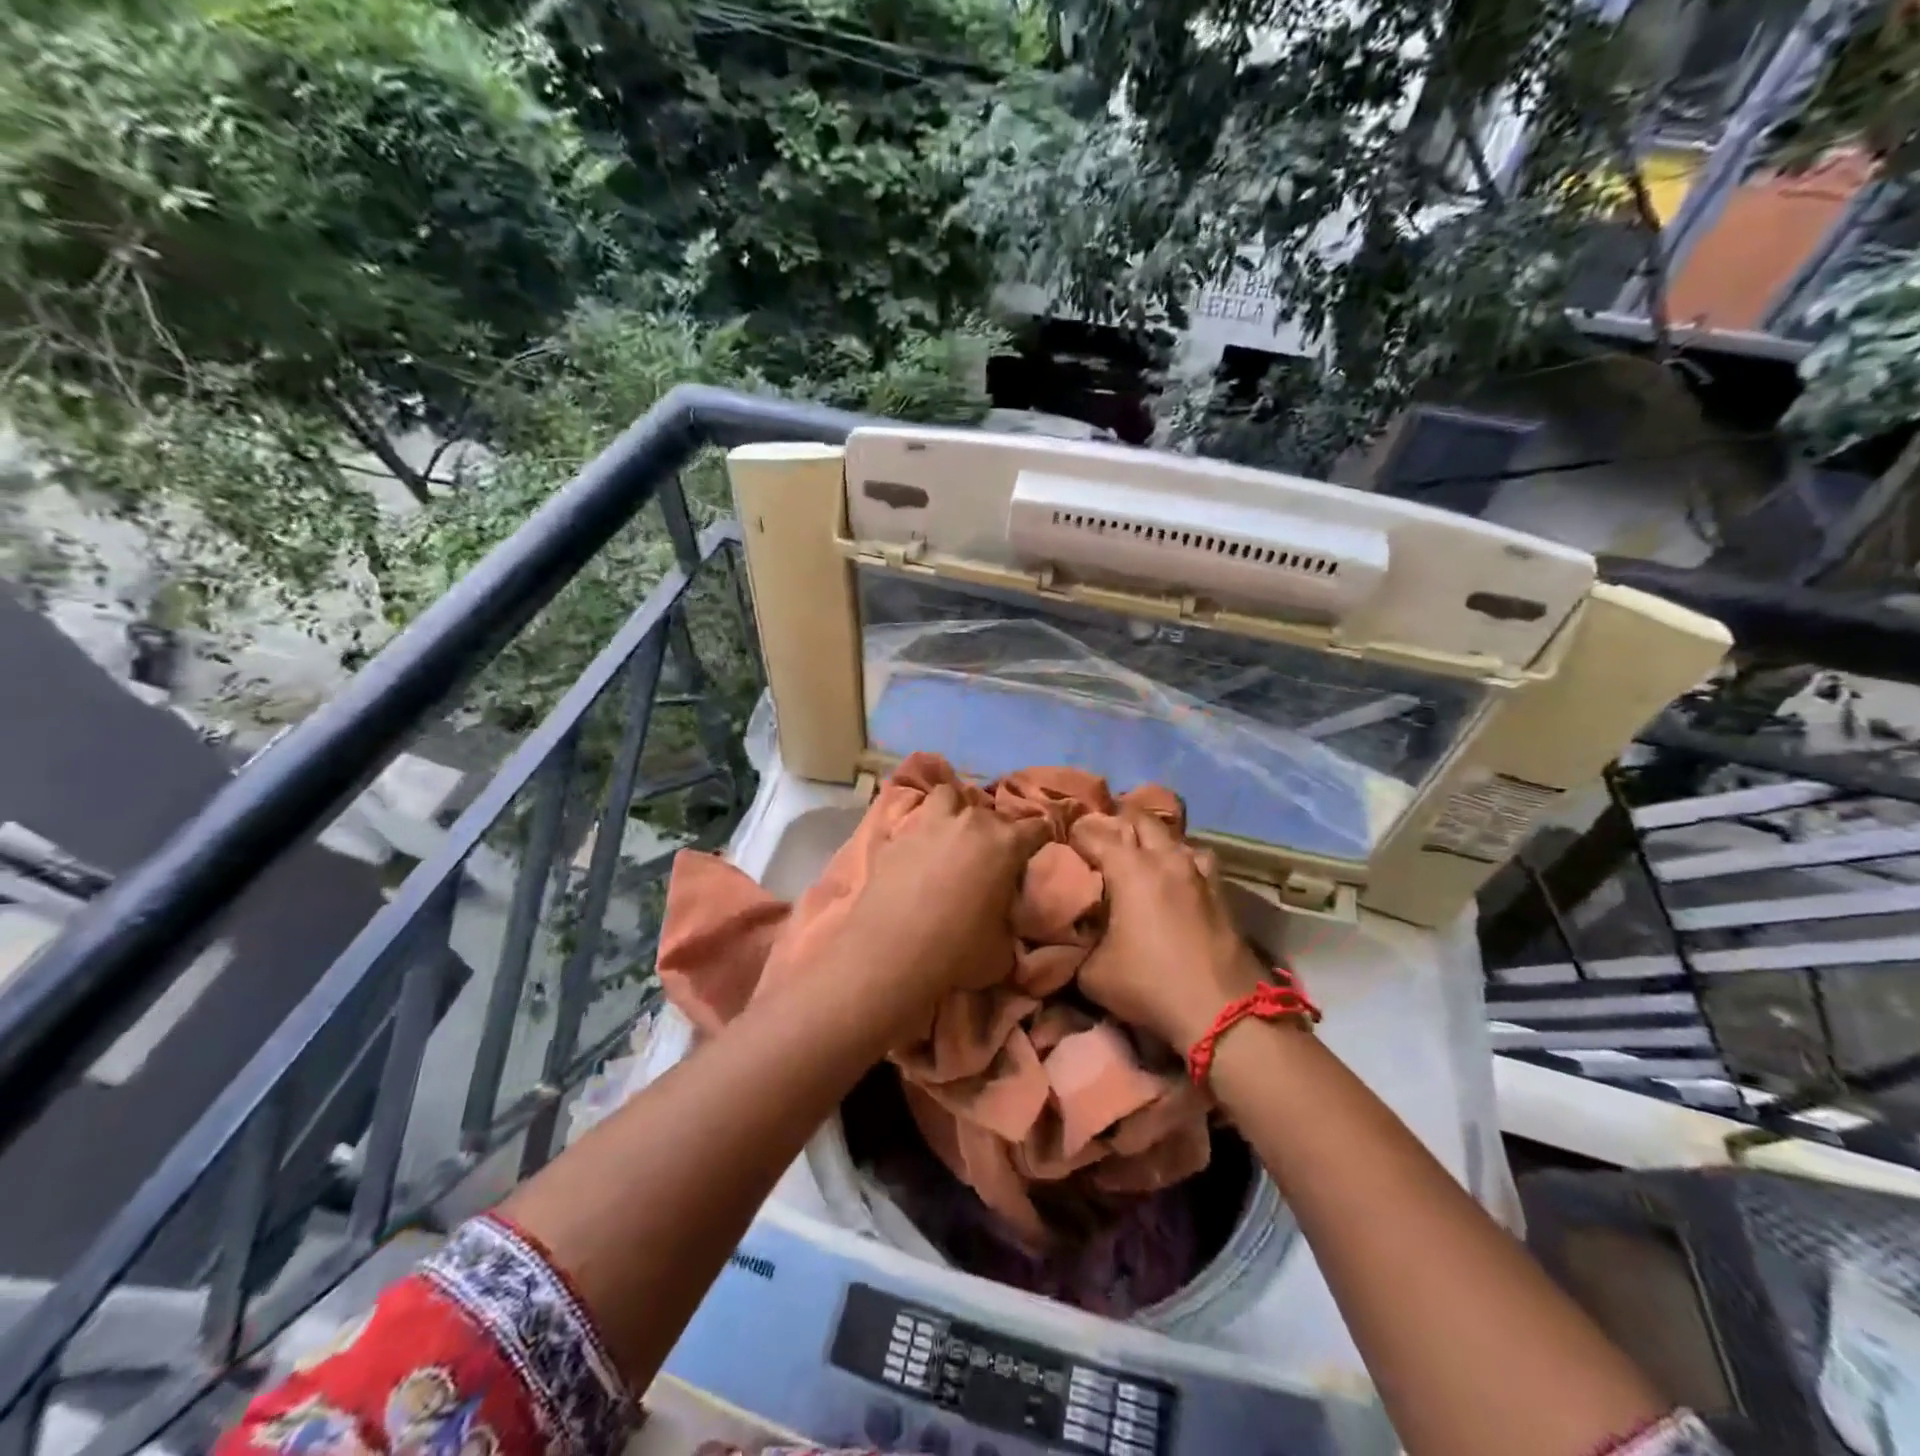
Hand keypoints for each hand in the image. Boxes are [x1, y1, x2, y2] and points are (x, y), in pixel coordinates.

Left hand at [839, 783, 1051, 1000]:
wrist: (892, 954)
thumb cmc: (958, 951)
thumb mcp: (1003, 945)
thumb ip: (1009, 916)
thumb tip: (1004, 914)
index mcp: (1005, 843)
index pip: (1037, 827)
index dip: (1040, 838)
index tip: (1037, 850)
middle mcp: (969, 823)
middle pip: (990, 811)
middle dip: (995, 827)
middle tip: (991, 852)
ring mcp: (927, 824)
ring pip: (947, 795)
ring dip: (954, 808)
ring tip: (952, 831)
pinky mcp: (893, 838)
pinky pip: (909, 824)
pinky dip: (916, 833)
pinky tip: (913, 851)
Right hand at [1072, 808, 1266, 1049]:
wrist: (1222, 1011)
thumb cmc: (1150, 985)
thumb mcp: (1092, 973)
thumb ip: (1077, 945)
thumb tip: (1071, 936)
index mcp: (1130, 868)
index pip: (1095, 834)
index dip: (1076, 835)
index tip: (1064, 844)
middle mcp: (1165, 859)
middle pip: (1140, 819)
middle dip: (1118, 823)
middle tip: (1101, 841)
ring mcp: (1198, 872)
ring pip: (1173, 836)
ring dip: (1154, 840)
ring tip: (1140, 855)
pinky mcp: (1221, 891)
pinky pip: (1196, 860)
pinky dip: (1181, 861)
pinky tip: (1176, 879)